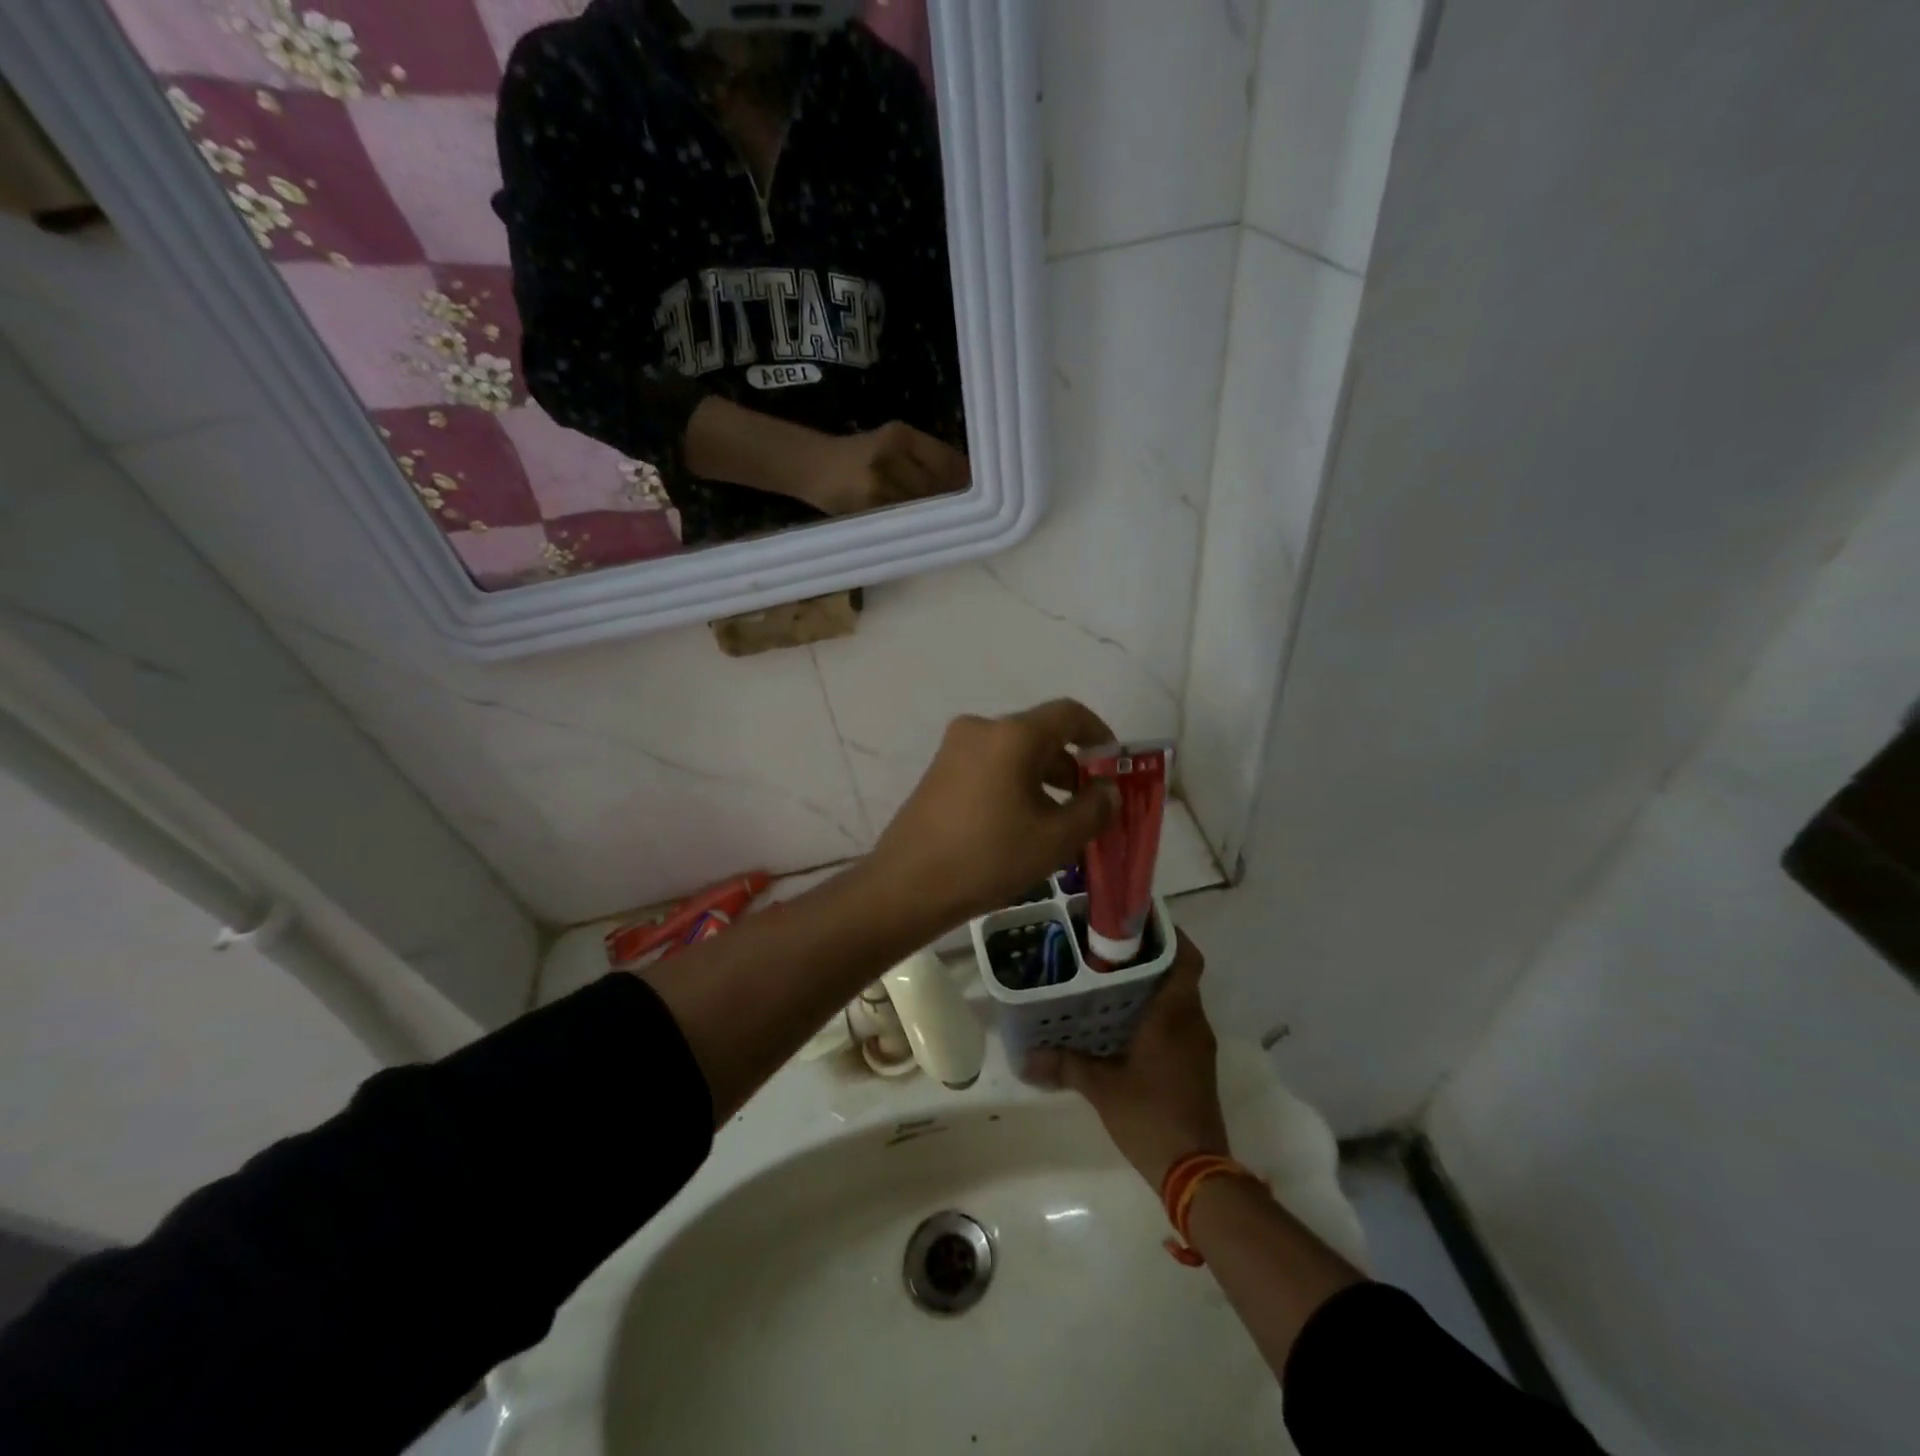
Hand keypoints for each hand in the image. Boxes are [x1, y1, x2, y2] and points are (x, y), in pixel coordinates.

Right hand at [800, 421, 969, 515]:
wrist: (813, 467)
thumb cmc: (858, 453)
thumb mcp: (891, 440)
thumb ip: (926, 455)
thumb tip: (968, 476)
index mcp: (898, 435)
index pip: (945, 460)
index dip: (966, 477)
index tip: (985, 488)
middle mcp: (889, 458)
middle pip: (938, 486)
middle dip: (958, 499)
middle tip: (977, 510)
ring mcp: (878, 487)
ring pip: (923, 506)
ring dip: (943, 515)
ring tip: (957, 521)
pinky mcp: (869, 510)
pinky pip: (905, 521)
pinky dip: (921, 525)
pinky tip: (931, 528)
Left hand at [868, 699, 1118, 927]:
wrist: (907, 885)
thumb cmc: (989, 856)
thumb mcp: (1055, 838)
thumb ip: (1094, 809)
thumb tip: (1107, 791)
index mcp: (1013, 734)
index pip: (1069, 714)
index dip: (1099, 735)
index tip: (1114, 766)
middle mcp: (981, 729)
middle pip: (1041, 735)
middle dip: (1072, 767)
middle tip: (1091, 807)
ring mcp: (954, 749)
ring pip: (1015, 754)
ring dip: (1044, 781)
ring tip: (1060, 825)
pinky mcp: (939, 772)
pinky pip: (990, 767)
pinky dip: (1015, 786)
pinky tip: (1022, 827)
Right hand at [1028, 932, 1230, 1187]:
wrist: (1195, 1172)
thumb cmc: (1150, 1115)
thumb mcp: (1101, 1087)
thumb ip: (1065, 1065)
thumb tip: (1026, 1057)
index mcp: (1175, 1014)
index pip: (1185, 957)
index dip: (1170, 932)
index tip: (1139, 919)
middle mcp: (1192, 1022)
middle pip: (1179, 973)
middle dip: (1149, 956)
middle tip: (1109, 945)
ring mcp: (1197, 1045)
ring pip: (1178, 998)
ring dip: (1152, 984)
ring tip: (1110, 976)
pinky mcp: (1195, 1065)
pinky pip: (1177, 1022)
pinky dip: (1156, 1011)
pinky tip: (1123, 1020)